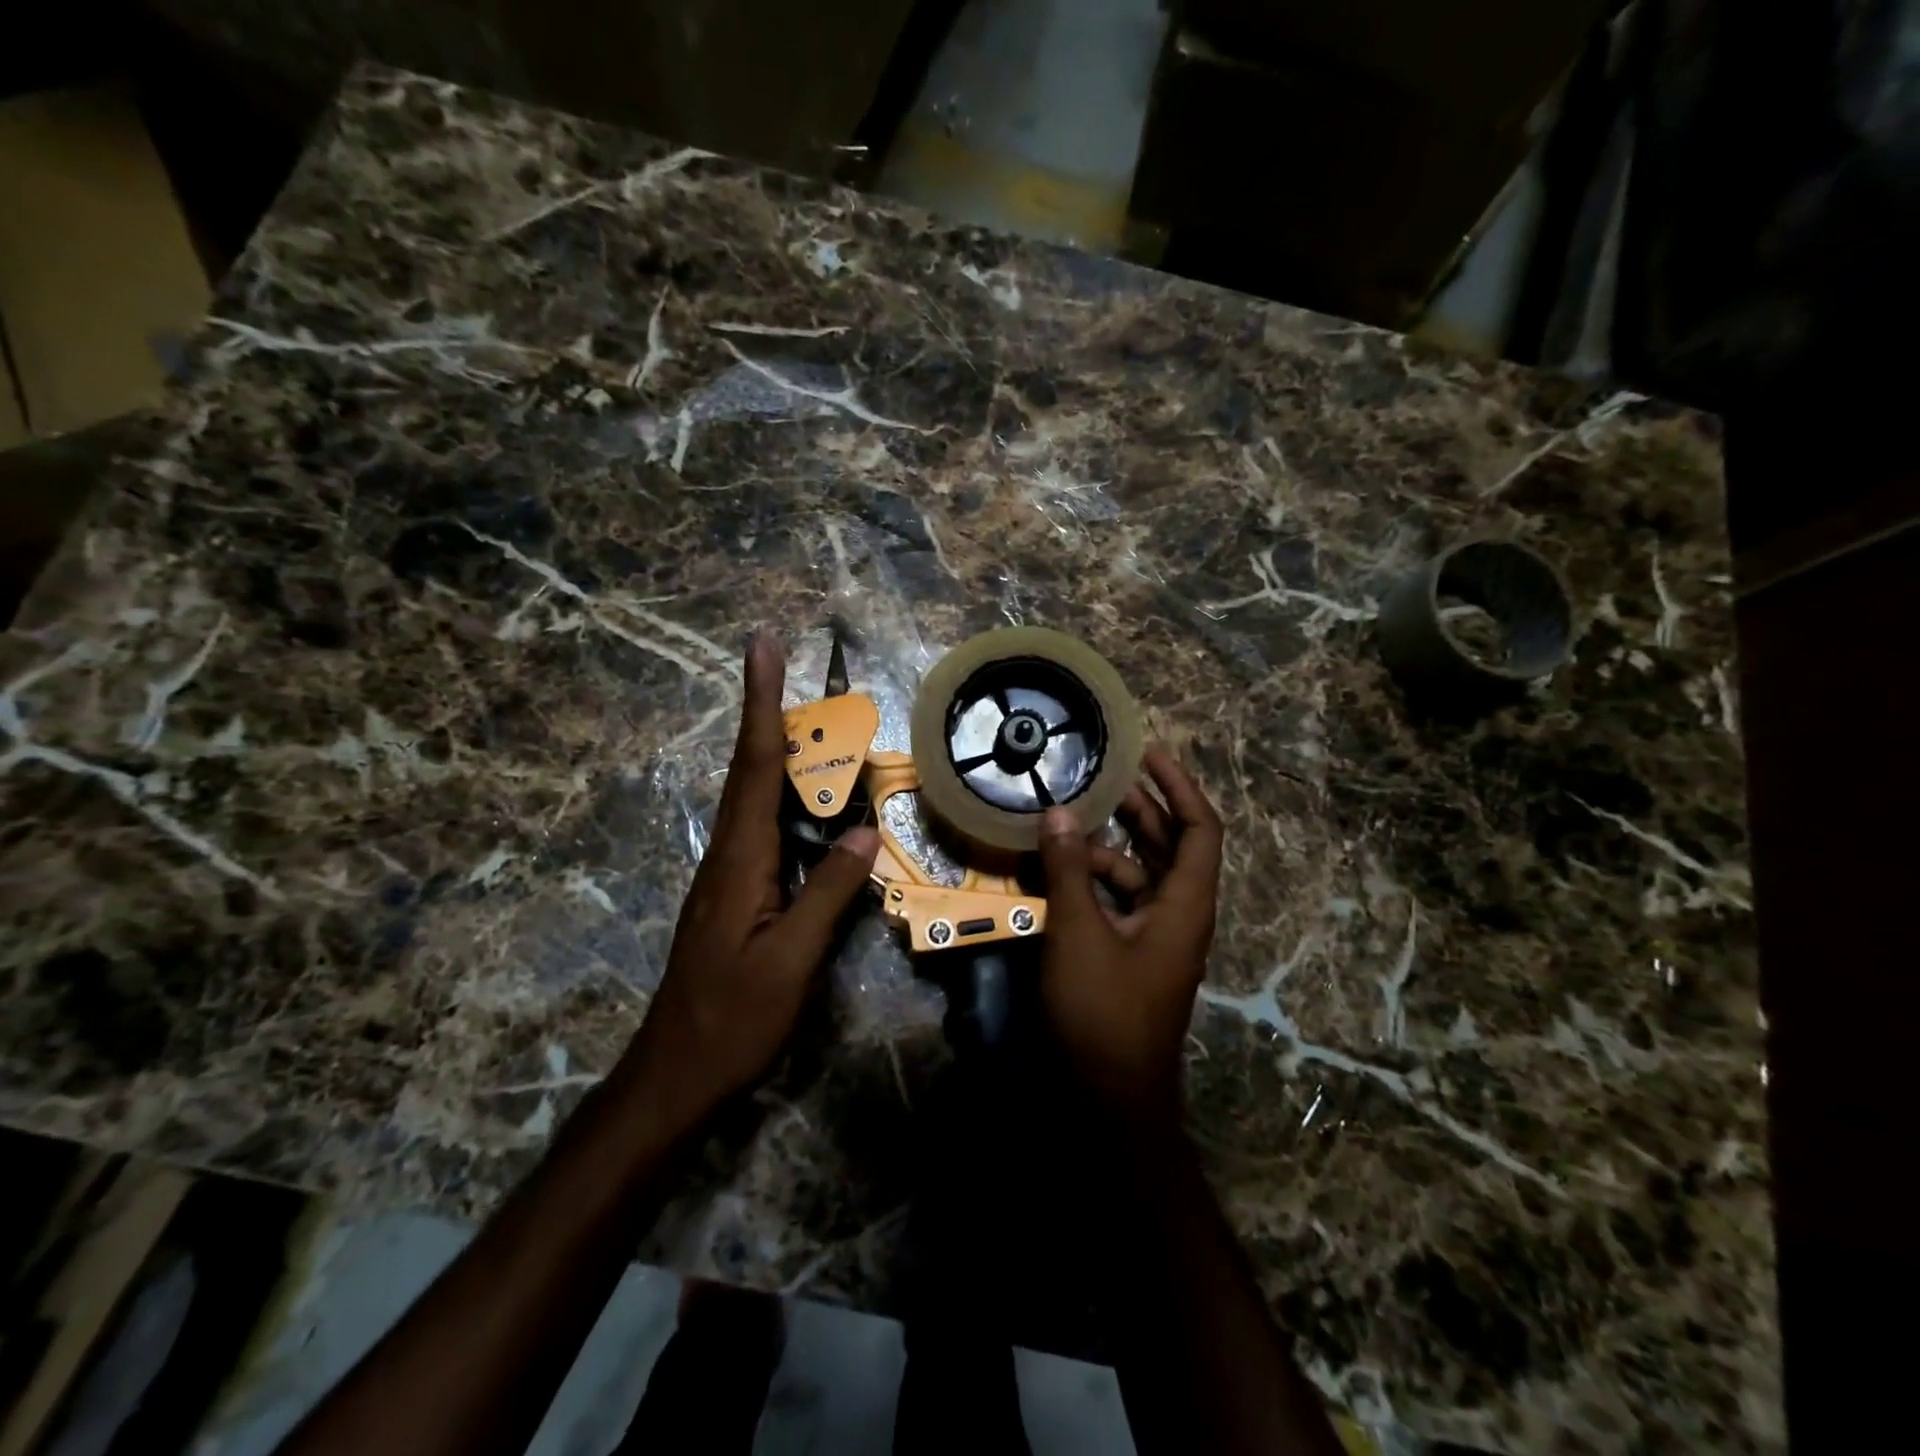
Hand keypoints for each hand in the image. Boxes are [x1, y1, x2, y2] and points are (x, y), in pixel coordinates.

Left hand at [621, 634, 879, 1132]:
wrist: (674, 1072)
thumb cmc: (734, 1018)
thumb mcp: (791, 960)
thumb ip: (828, 893)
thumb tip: (866, 832)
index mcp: (741, 858)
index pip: (756, 765)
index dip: (762, 702)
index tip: (762, 646)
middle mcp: (728, 853)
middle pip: (750, 768)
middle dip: (767, 711)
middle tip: (785, 665)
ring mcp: (727, 873)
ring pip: (754, 797)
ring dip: (778, 752)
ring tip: (814, 725)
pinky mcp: (733, 893)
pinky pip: (762, 828)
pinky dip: (784, 798)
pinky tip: (808, 805)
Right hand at [1037, 746, 1222, 1122]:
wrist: (1109, 1100)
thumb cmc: (1103, 1013)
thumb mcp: (1079, 934)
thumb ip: (1068, 871)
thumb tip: (1057, 813)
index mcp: (1185, 905)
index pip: (1201, 829)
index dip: (1180, 786)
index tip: (1147, 753)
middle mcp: (1178, 915)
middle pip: (1169, 846)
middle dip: (1138, 808)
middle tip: (1099, 777)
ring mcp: (1154, 937)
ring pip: (1137, 874)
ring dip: (1105, 846)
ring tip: (1064, 820)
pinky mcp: (1129, 955)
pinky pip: (1116, 902)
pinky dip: (1091, 881)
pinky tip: (1054, 871)